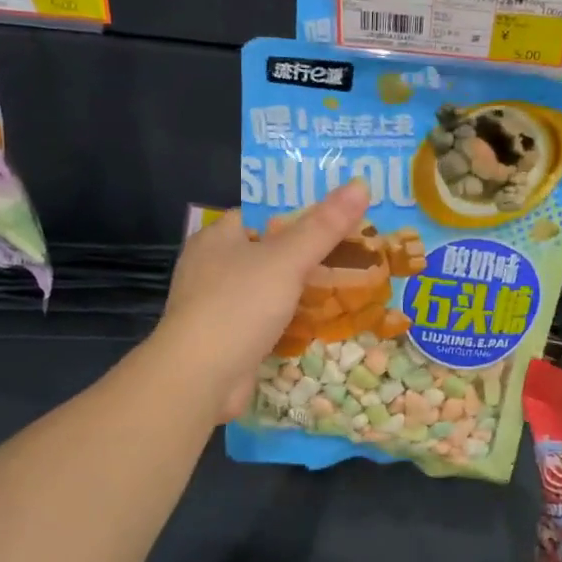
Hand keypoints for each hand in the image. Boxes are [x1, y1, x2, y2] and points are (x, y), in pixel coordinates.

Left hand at [155, 181, 369, 420]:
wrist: (200, 378)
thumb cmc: (239, 305)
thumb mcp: (287, 259)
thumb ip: (324, 225)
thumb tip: (361, 183)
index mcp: (216, 237)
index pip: (259, 212)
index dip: (295, 210)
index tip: (334, 213)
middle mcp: (210, 267)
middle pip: (266, 250)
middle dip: (303, 252)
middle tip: (349, 250)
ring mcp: (215, 305)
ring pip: (265, 286)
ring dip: (297, 288)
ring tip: (342, 282)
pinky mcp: (224, 338)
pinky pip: (263, 319)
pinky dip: (287, 318)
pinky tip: (317, 321)